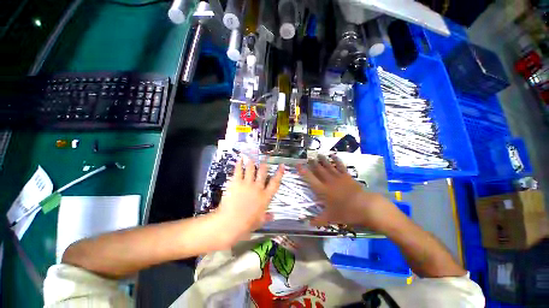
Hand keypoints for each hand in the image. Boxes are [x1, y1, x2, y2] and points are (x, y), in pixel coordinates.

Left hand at [213, 157, 283, 245]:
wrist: (230, 223)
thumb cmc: (246, 225)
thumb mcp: (259, 222)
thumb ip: (266, 217)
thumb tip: (273, 216)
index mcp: (265, 197)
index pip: (275, 182)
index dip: (279, 173)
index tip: (282, 165)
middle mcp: (258, 187)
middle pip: (263, 172)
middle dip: (265, 163)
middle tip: (265, 157)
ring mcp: (247, 183)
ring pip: (251, 168)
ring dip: (252, 161)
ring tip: (252, 155)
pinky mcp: (236, 182)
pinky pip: (239, 170)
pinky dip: (239, 163)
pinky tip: (240, 159)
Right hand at [297, 155, 403, 232]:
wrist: (366, 206)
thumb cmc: (346, 212)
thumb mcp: (331, 218)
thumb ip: (318, 220)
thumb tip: (308, 224)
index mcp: (322, 190)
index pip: (310, 179)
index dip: (303, 171)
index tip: (298, 164)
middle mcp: (328, 181)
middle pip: (318, 170)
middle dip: (312, 163)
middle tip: (308, 157)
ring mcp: (338, 177)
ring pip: (328, 166)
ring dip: (323, 160)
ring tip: (318, 154)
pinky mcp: (347, 176)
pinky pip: (340, 166)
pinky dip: (336, 160)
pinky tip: (334, 155)